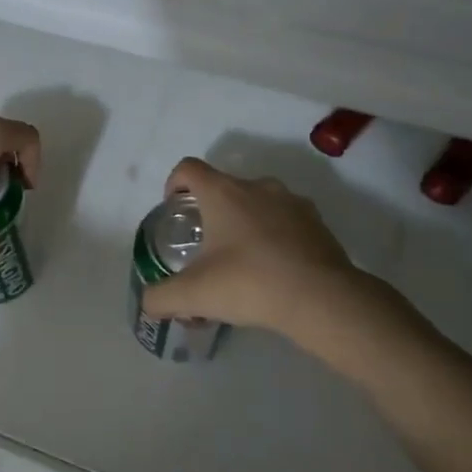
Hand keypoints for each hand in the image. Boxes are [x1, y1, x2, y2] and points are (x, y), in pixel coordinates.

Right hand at [140, 157, 389, 353]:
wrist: (322, 299)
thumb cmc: (249, 283)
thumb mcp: (194, 295)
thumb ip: (161, 298)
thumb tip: (148, 303)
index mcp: (223, 193)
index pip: (189, 168)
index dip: (174, 184)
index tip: (175, 210)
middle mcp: (257, 187)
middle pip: (224, 186)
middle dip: (211, 211)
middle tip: (206, 247)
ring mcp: (291, 201)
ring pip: (257, 203)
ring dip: (245, 223)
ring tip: (242, 260)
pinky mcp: (317, 222)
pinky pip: (285, 221)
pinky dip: (274, 237)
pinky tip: (274, 269)